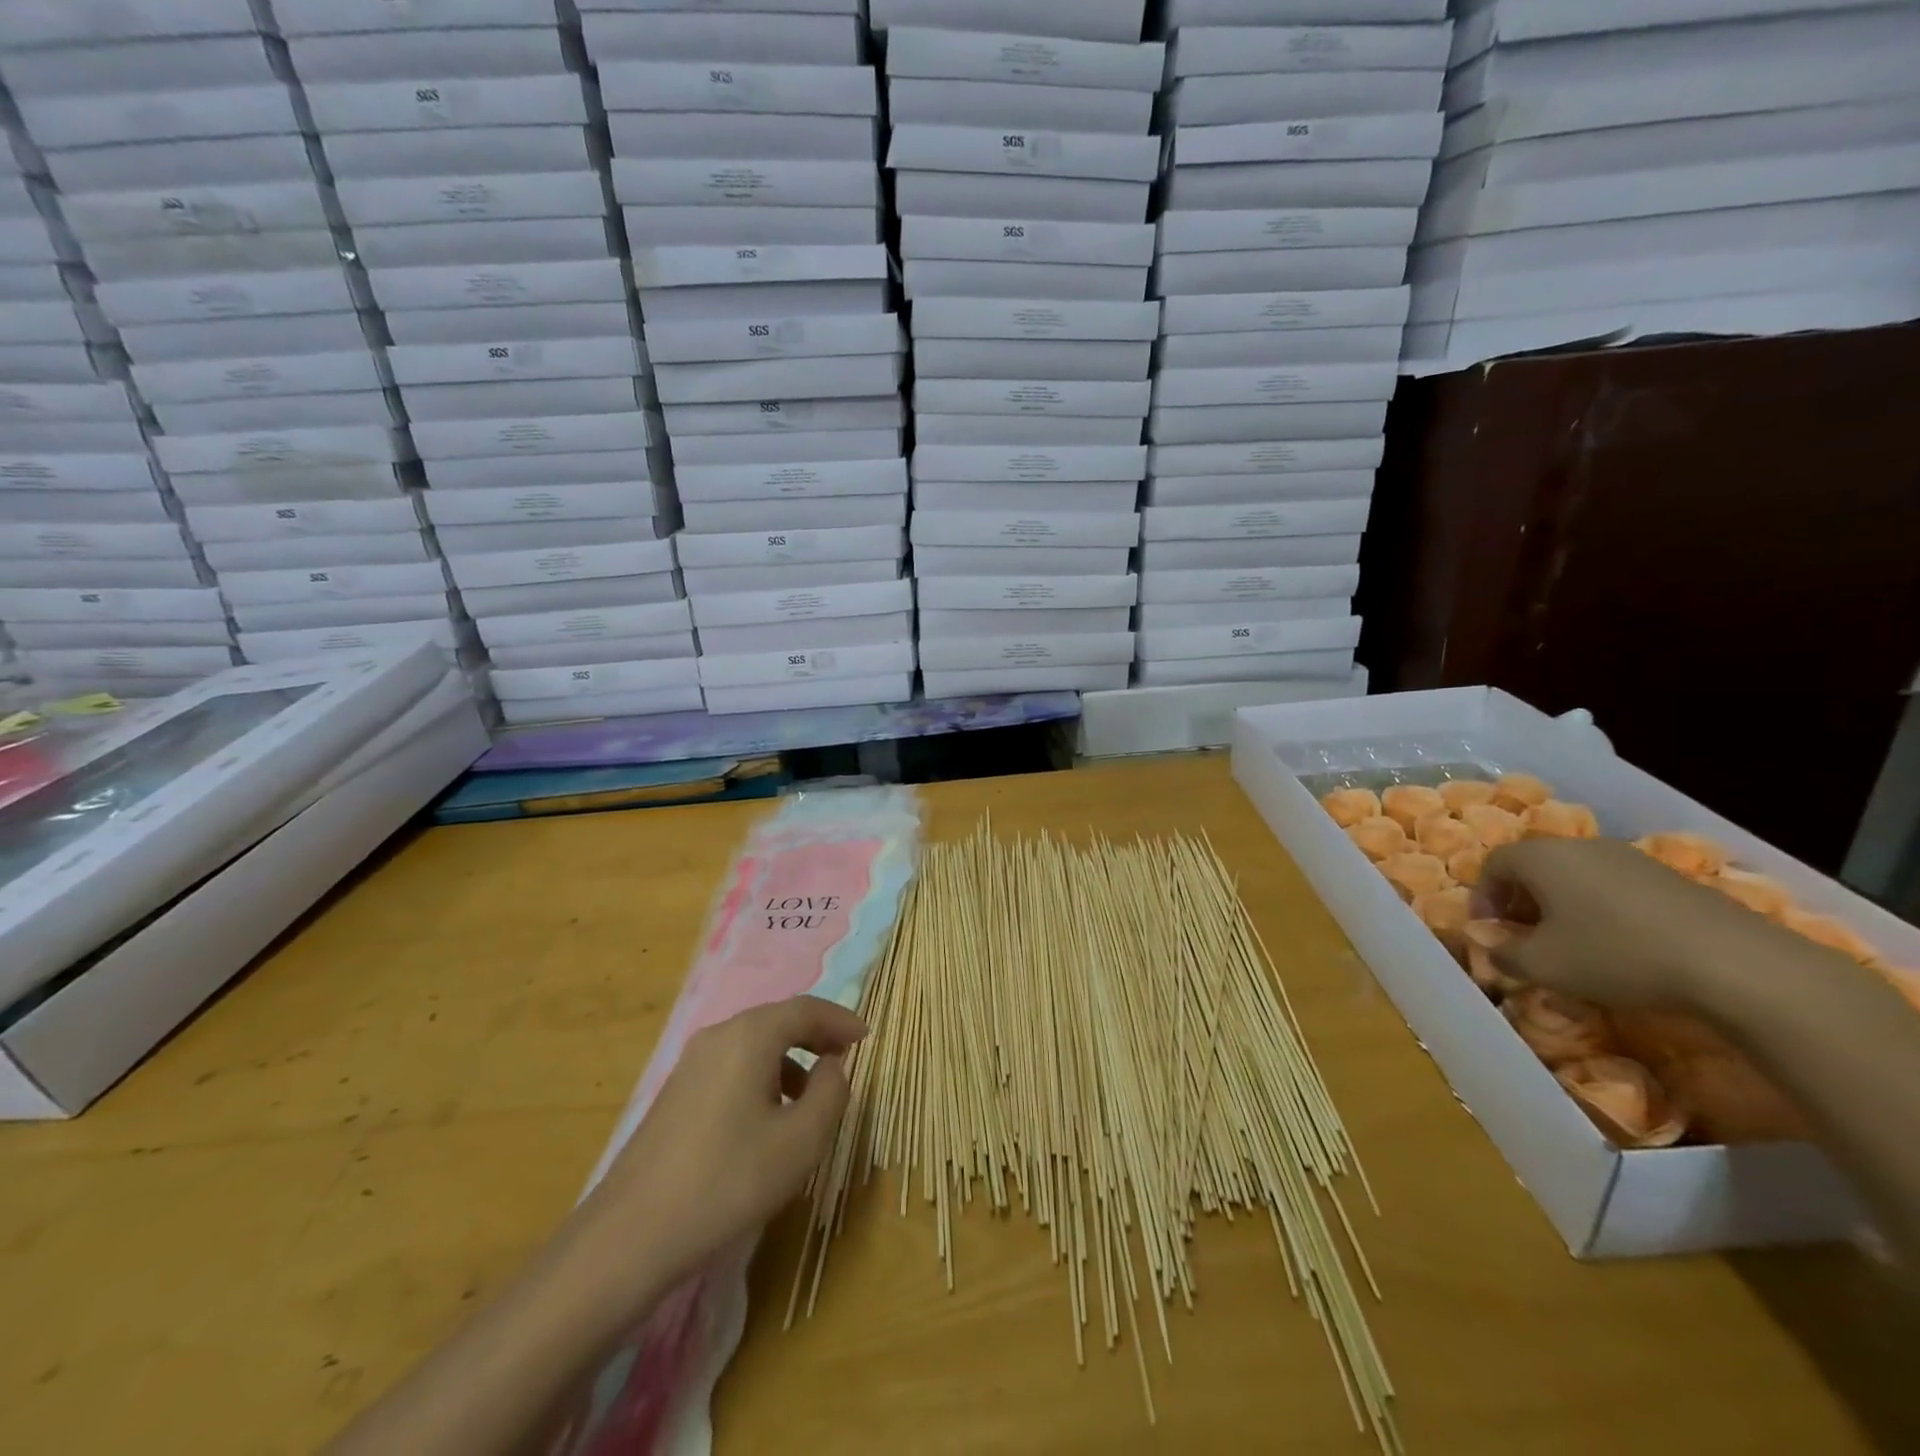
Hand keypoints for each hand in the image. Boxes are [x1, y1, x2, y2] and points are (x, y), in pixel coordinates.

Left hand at [569, 995, 867, 1313]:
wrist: (630, 1236)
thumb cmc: (728, 1181)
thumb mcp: (801, 1140)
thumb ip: (831, 1092)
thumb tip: (831, 1065)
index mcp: (750, 1036)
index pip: (806, 1008)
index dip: (840, 1019)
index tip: (866, 1038)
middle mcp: (718, 1036)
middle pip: (778, 1020)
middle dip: (816, 1035)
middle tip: (845, 1058)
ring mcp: (691, 1064)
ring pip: (754, 1044)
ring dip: (790, 1059)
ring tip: (811, 1098)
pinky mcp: (676, 1093)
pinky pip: (732, 1066)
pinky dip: (762, 1076)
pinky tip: (768, 1119)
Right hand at [1471, 837, 1773, 1008]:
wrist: (1737, 964)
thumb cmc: (1616, 955)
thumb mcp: (1543, 965)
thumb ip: (1504, 954)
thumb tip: (1491, 947)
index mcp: (1540, 856)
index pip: (1492, 864)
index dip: (1482, 898)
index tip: (1489, 932)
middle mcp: (1580, 845)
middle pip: (1534, 866)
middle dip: (1520, 901)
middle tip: (1524, 937)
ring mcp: (1630, 857)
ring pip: (1575, 875)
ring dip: (1561, 904)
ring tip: (1571, 943)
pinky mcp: (1670, 877)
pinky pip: (1614, 886)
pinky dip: (1601, 909)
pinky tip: (1619, 944)